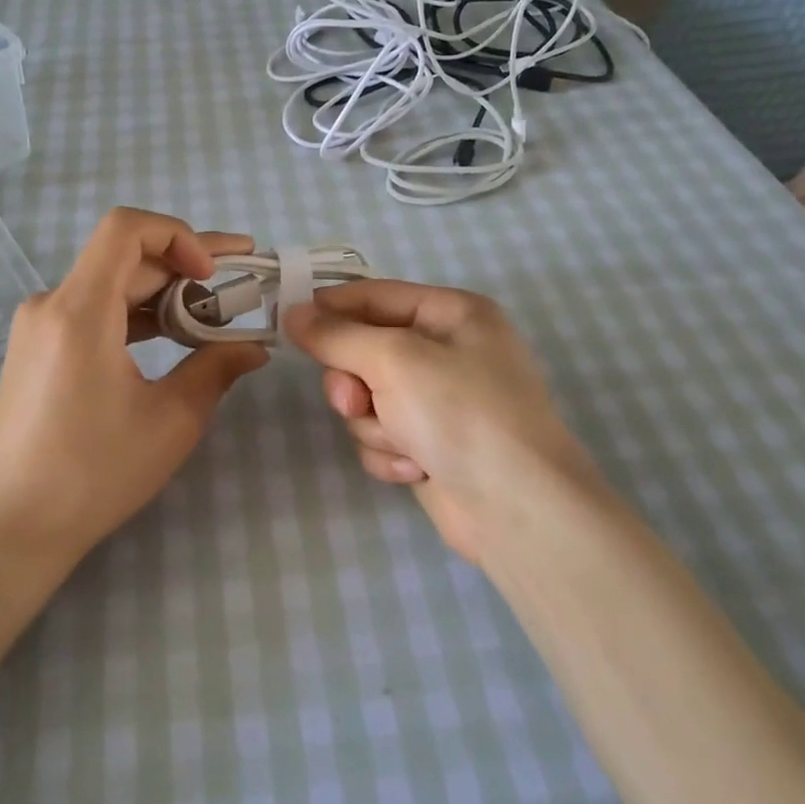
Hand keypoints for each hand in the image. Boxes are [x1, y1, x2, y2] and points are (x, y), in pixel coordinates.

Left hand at [0, 209, 268, 566]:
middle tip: (240, 286)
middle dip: (185, 266)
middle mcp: (51, 304)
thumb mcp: (171, 420)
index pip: (126, 228)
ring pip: (110, 284)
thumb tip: (256, 347)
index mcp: (79, 312)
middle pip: (124, 257)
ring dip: (163, 293)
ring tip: (214, 315)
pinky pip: (92, 311)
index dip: (179, 235)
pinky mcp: (37, 348)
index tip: (212, 274)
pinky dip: (134, 315)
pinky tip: (170, 338)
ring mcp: (38, 326)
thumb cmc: (94, 474)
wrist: (14, 525)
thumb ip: (217, 369)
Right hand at [284, 281, 610, 563]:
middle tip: (355, 403)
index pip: (373, 295)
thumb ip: (337, 335)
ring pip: (366, 399)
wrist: (517, 508)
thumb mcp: (394, 360)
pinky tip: (416, 469)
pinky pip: (382, 435)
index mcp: (451, 313)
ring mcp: (438, 401)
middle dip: (355, 384)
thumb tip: (292, 313)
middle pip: (363, 351)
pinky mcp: (429, 443)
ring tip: (404, 443)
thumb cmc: (461, 413)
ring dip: (374, 425)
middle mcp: (446, 351)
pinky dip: (390, 453)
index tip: (287, 322)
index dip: (330, 308)